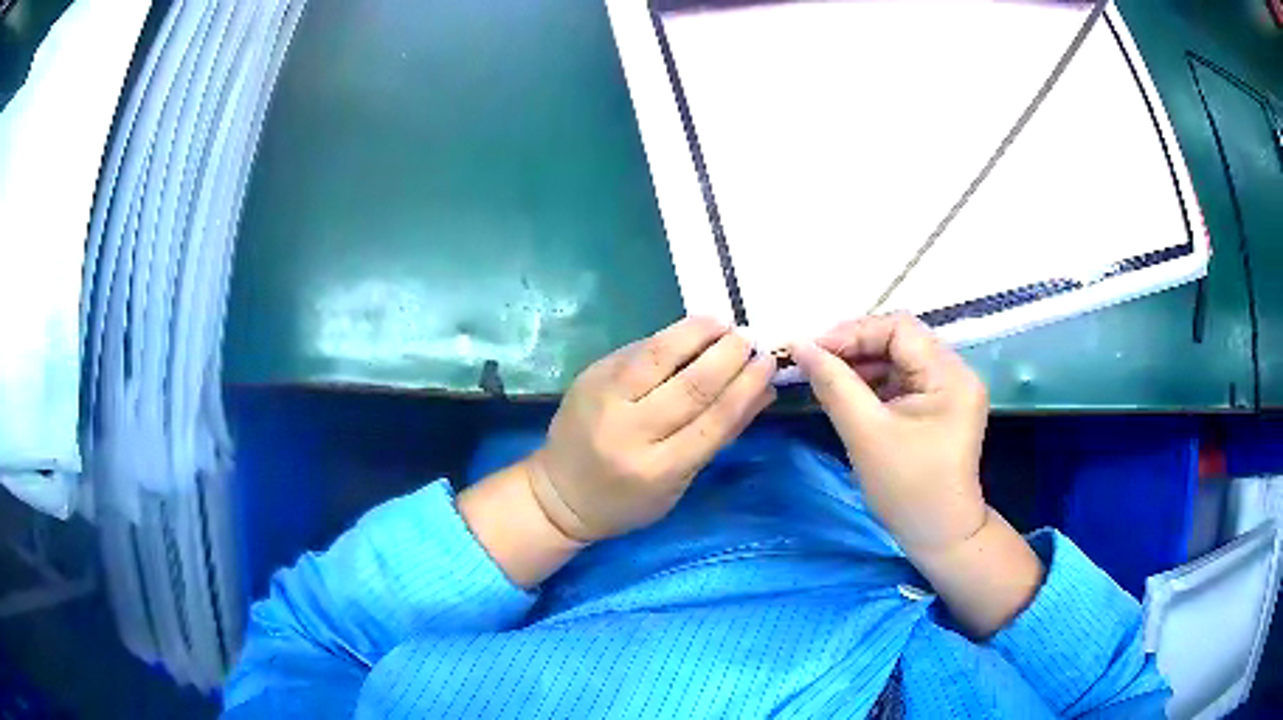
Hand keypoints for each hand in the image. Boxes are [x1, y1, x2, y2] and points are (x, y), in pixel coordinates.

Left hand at [528, 317, 776, 541]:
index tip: (768, 361)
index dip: (745, 387)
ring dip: (696, 333)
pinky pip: (636, 351)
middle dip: (726, 356)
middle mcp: (629, 431)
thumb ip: (720, 436)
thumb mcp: (679, 483)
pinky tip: (690, 329)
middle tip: (750, 336)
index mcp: (657, 468)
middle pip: (689, 385)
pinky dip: (668, 338)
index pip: (713, 421)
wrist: (560, 493)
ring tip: (723, 322)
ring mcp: (604, 399)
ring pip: (658, 355)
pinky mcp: (590, 377)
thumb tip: (763, 391)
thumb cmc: (628, 501)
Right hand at [790, 313, 988, 555]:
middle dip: (855, 348)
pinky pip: (902, 378)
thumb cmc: (907, 489)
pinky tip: (848, 393)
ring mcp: (950, 388)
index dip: (853, 332)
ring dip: (861, 364)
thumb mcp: (866, 434)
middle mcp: (956, 372)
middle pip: (900, 339)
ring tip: (826, 378)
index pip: (899, 329)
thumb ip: (833, 384)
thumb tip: (800, 346)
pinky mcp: (939, 404)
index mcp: (950, 375)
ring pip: (899, 358)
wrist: (939, 535)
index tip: (813, 351)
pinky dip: (873, 382)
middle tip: (814, 363)